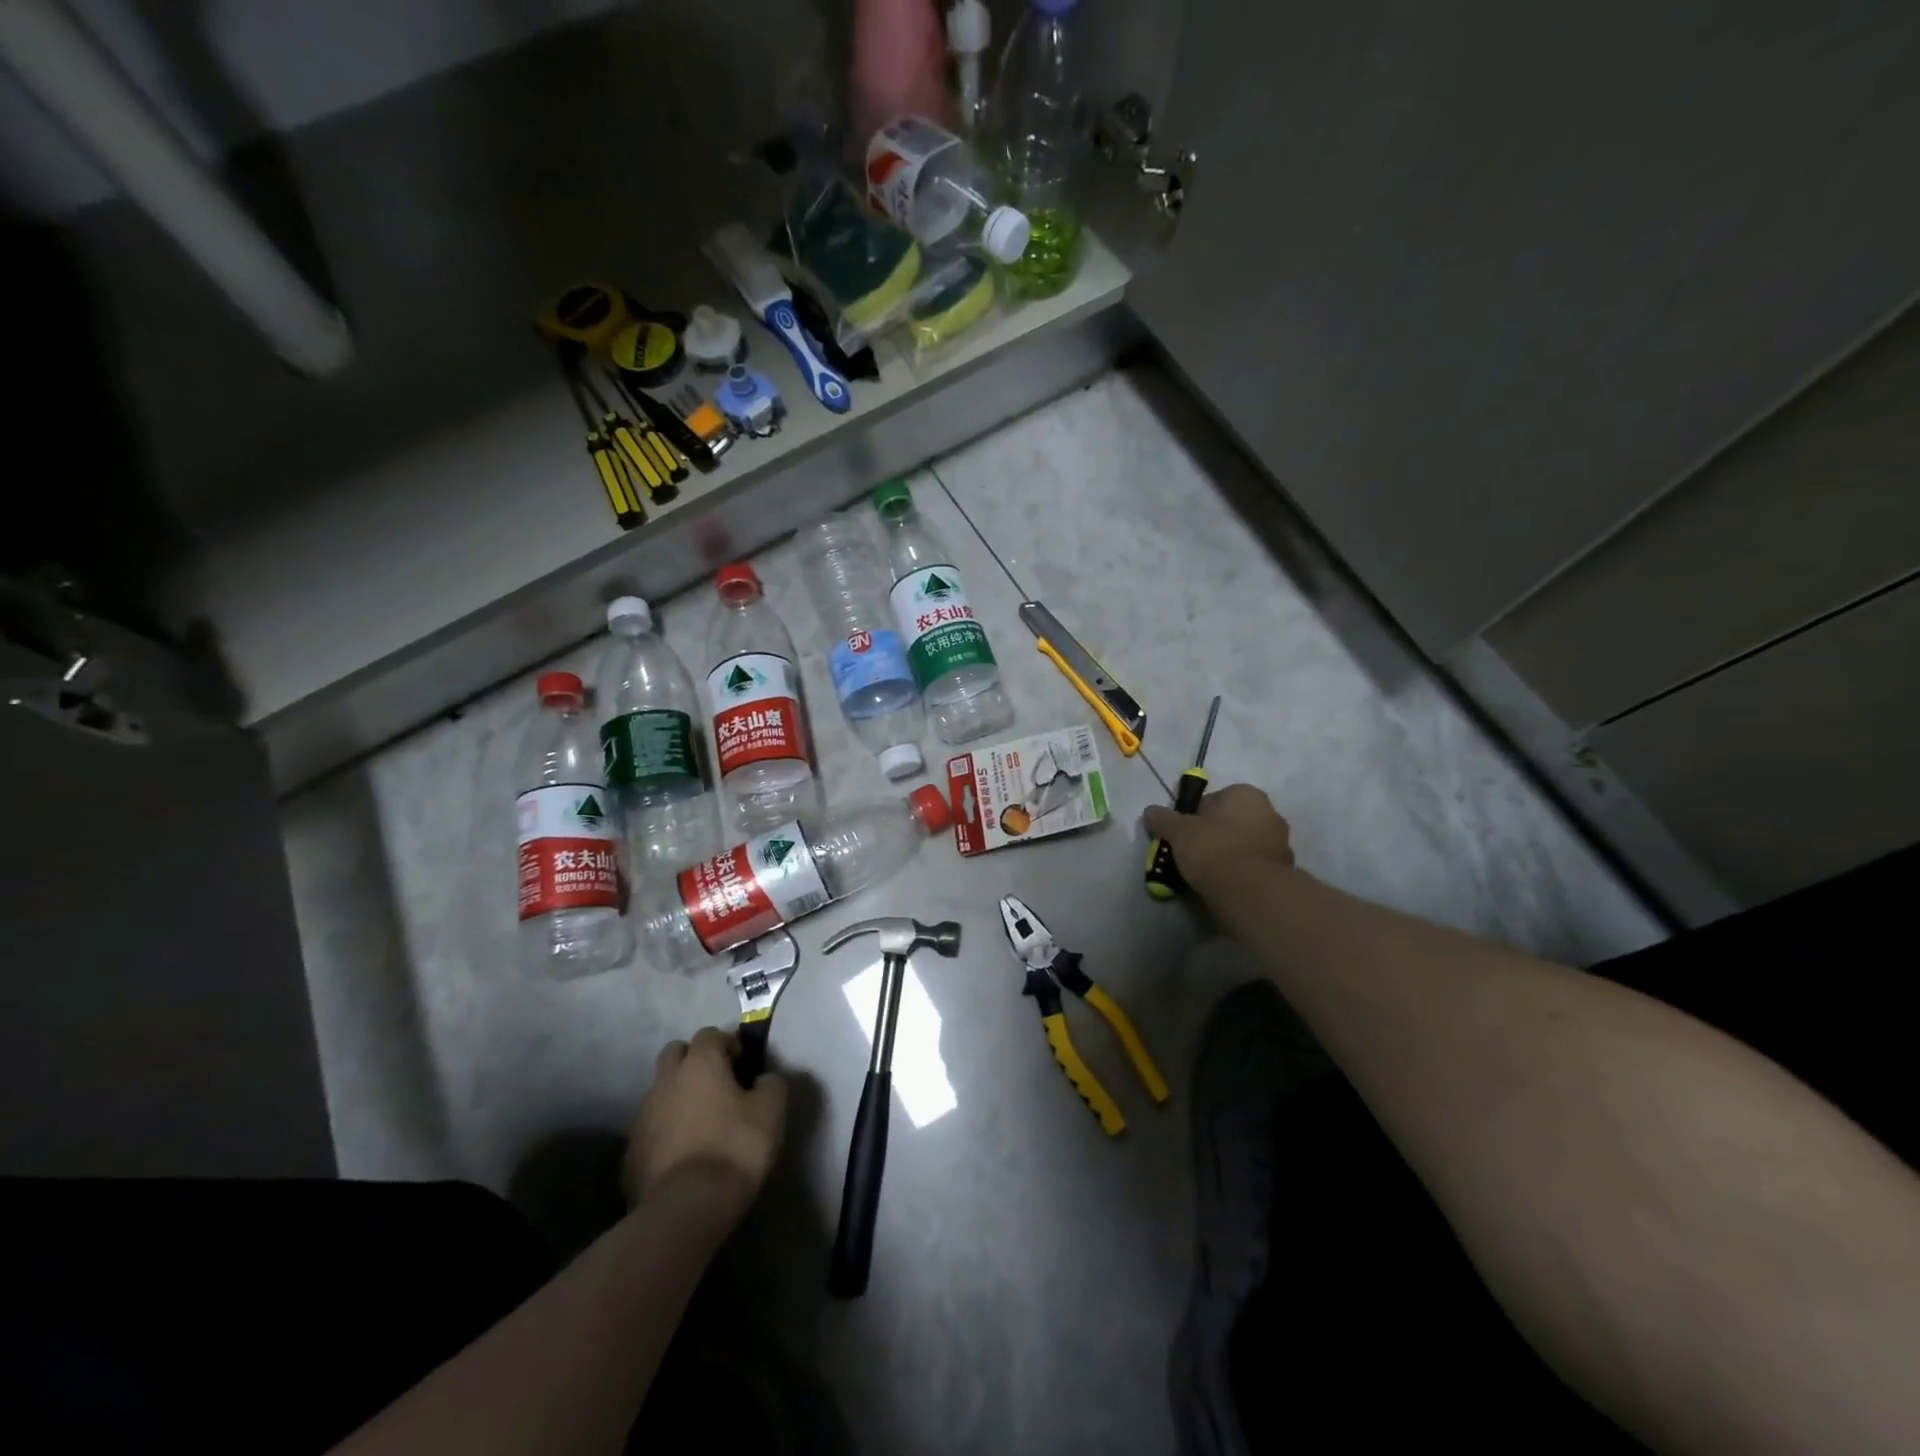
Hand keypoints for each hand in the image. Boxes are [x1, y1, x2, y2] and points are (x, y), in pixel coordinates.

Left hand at [624, 1027, 786, 1224]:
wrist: (685, 1208)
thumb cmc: (734, 1148)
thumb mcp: (772, 1111)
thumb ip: (771, 1084)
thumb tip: (763, 1079)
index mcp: (700, 1063)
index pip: (710, 1034)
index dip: (728, 1045)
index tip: (743, 1068)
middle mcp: (666, 1080)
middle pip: (675, 1052)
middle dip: (694, 1061)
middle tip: (717, 1085)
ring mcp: (643, 1115)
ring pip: (660, 1090)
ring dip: (678, 1096)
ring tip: (700, 1123)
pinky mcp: (631, 1151)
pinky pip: (651, 1127)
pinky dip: (665, 1130)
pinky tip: (683, 1152)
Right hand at [1143, 783, 1294, 893]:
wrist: (1248, 891)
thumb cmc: (1212, 848)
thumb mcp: (1177, 831)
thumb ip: (1162, 819)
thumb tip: (1150, 812)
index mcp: (1246, 794)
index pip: (1212, 800)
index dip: (1194, 818)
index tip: (1183, 836)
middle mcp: (1270, 811)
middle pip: (1231, 821)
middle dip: (1214, 834)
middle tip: (1194, 854)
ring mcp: (1281, 841)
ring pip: (1245, 843)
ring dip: (1230, 853)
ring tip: (1209, 874)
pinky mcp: (1285, 868)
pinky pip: (1255, 864)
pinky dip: (1243, 871)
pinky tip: (1227, 885)